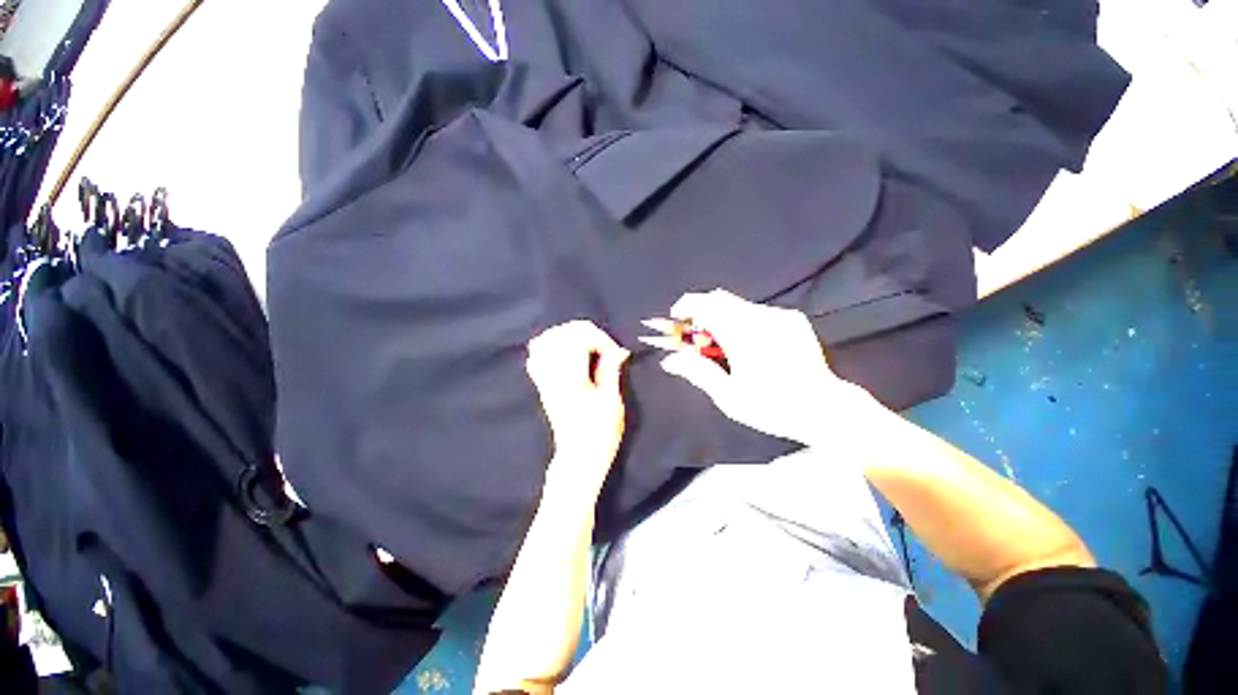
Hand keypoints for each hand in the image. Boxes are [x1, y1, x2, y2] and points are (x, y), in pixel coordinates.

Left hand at [526, 320, 629, 489]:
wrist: (579, 458)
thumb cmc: (599, 434)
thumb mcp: (611, 401)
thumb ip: (611, 370)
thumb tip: (619, 350)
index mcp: (571, 377)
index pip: (578, 339)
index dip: (600, 339)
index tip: (614, 352)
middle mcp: (553, 375)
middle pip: (559, 335)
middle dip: (583, 331)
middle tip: (601, 344)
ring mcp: (545, 380)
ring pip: (544, 342)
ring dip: (565, 336)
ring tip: (584, 343)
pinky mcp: (543, 386)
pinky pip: (536, 358)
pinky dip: (549, 348)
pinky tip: (564, 352)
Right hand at [659, 289, 880, 445]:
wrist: (826, 409)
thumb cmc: (773, 407)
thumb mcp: (729, 396)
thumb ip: (698, 372)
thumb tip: (670, 361)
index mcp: (743, 335)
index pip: (706, 304)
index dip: (686, 307)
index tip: (676, 319)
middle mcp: (761, 317)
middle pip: (720, 299)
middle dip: (701, 312)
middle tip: (696, 337)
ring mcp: (780, 316)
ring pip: (738, 305)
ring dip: (721, 318)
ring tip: (721, 346)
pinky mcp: (793, 320)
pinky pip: (757, 311)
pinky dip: (741, 321)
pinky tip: (747, 346)